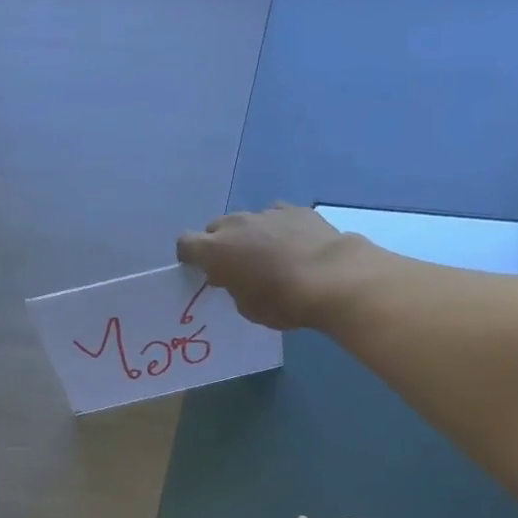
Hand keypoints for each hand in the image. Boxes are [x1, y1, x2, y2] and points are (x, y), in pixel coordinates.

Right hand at [176, 205, 367, 329]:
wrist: (331, 277)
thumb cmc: (282, 301)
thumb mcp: (247, 308)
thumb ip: (233, 287)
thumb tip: (234, 276)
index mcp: (216, 250)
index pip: (186, 244)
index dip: (189, 257)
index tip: (199, 270)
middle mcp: (236, 224)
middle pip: (216, 228)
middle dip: (220, 245)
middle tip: (236, 267)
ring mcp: (266, 213)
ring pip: (247, 222)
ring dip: (251, 237)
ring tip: (269, 258)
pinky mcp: (295, 209)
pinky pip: (276, 217)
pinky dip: (278, 230)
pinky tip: (293, 247)